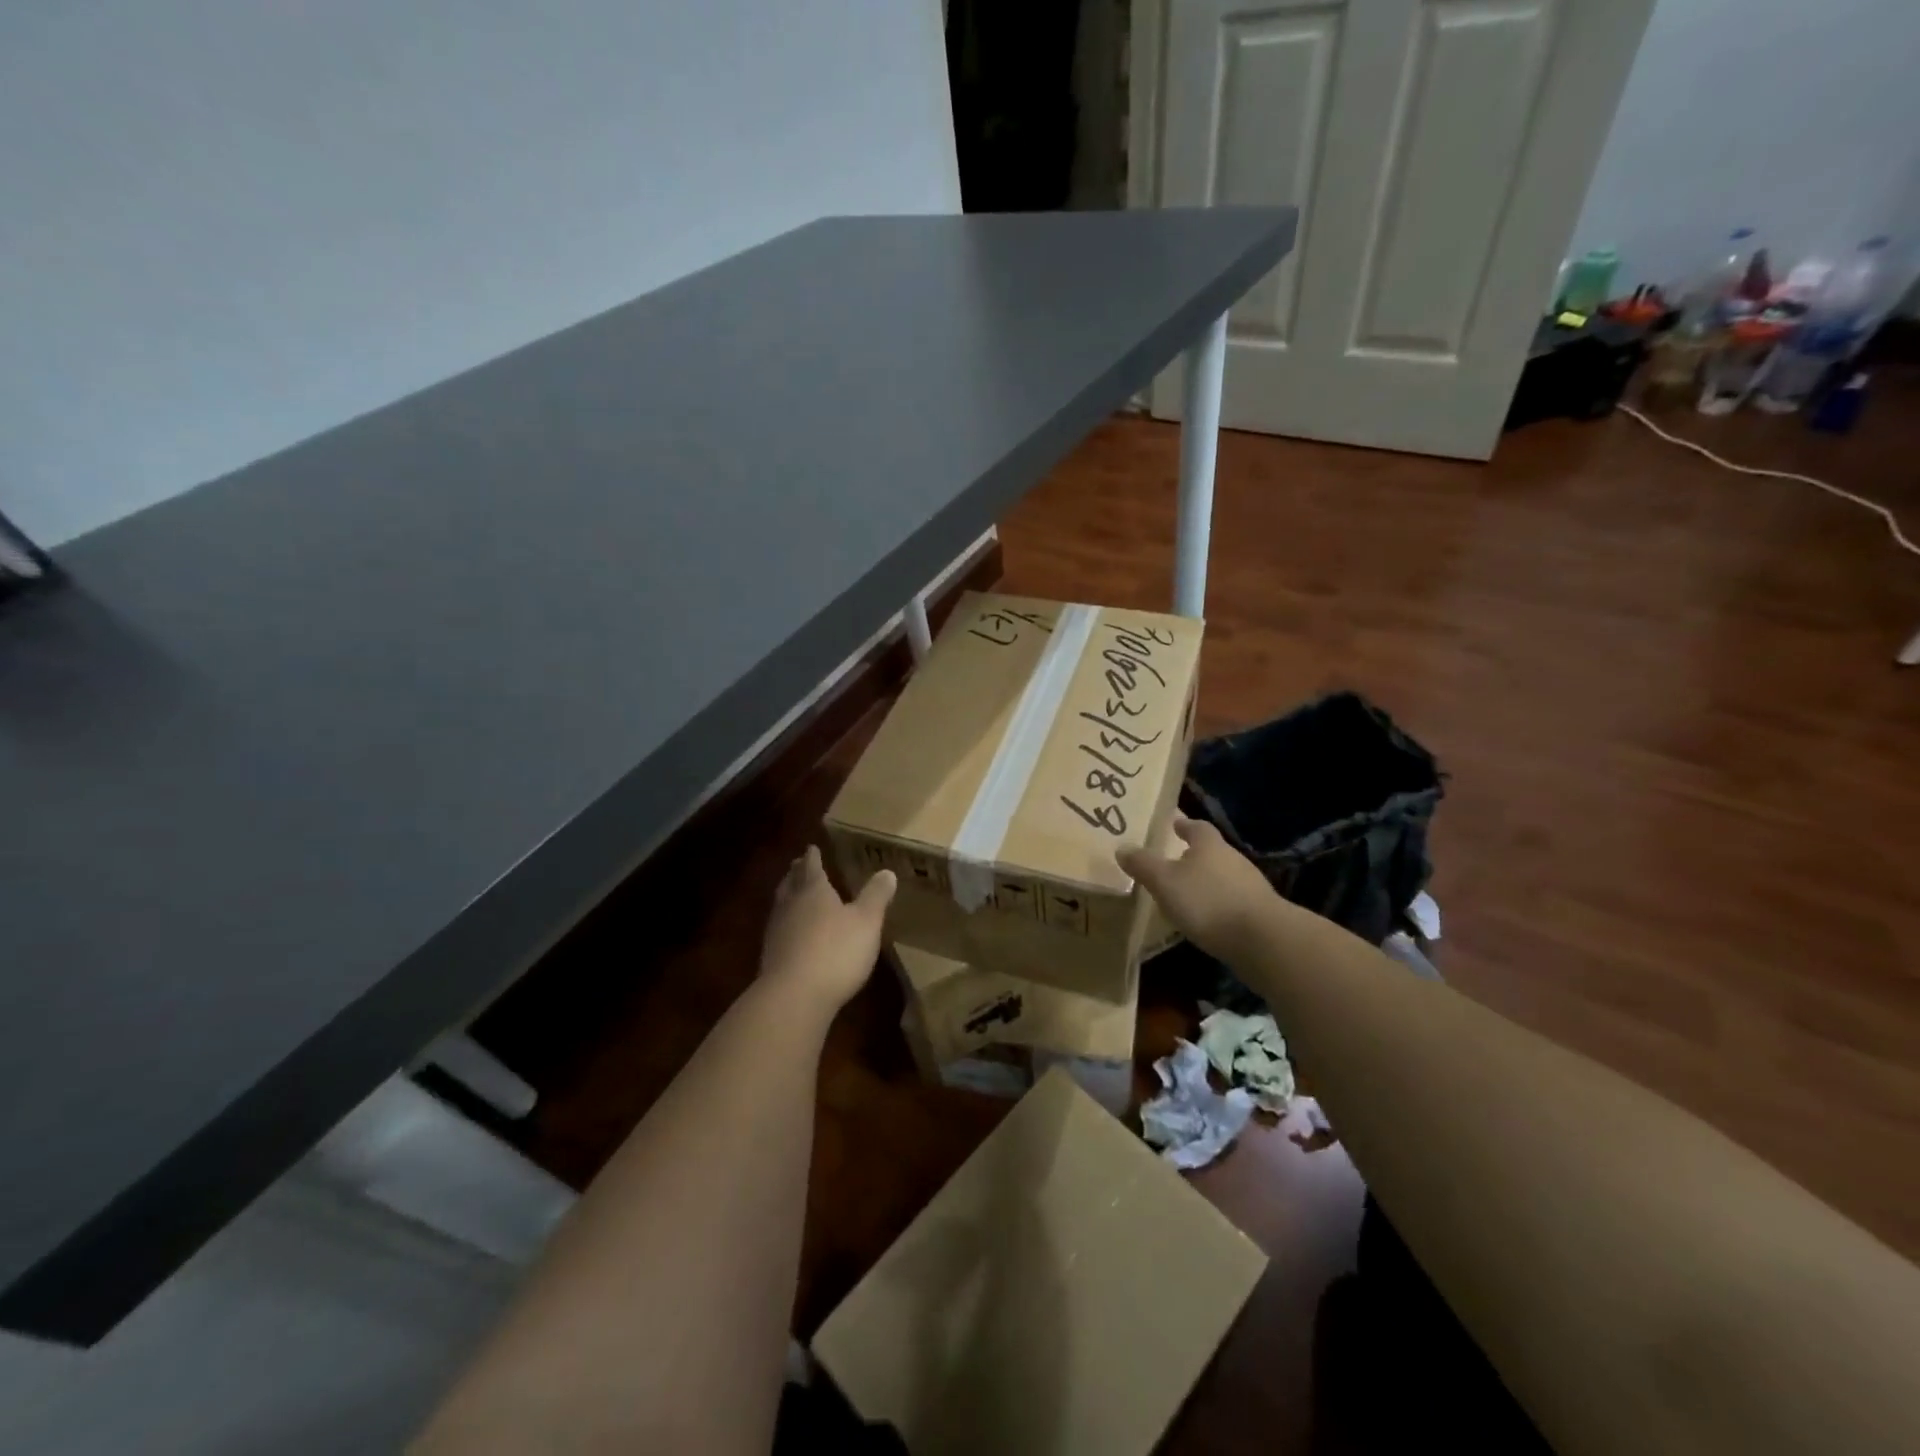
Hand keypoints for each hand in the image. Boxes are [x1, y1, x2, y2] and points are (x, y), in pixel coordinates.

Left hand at [758, 846, 895, 1012]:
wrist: (794, 995)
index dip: (813, 857)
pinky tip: (791, 932)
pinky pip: (779, 929)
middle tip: (798, 865)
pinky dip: (786, 923)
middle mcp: (791, 905)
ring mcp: (777, 931)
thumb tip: (887, 871)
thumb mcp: (867, 921)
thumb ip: (876, 896)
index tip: (811, 847)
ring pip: (781, 905)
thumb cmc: (835, 950)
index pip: (812, 866)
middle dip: (796, 873)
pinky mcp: (771, 956)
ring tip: (792, 892)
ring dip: (787, 896)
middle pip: (791, 883)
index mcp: (814, 890)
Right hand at [1118, 815, 1276, 961]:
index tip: (1173, 825)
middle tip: (1172, 862)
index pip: (1196, 827)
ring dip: (1206, 882)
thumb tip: (1122, 847)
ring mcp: (1250, 886)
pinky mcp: (1259, 913)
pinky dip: (1217, 905)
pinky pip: (1232, 901)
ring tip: (1185, 894)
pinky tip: (1206, 920)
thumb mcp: (1164, 882)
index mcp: (1210, 845)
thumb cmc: (1207, 901)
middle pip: (1211, 851)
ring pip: (1223, 877)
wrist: (1262, 940)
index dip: (1184, 825)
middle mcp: (1233, 859)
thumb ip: (1143, 864)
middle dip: (1193, 855)